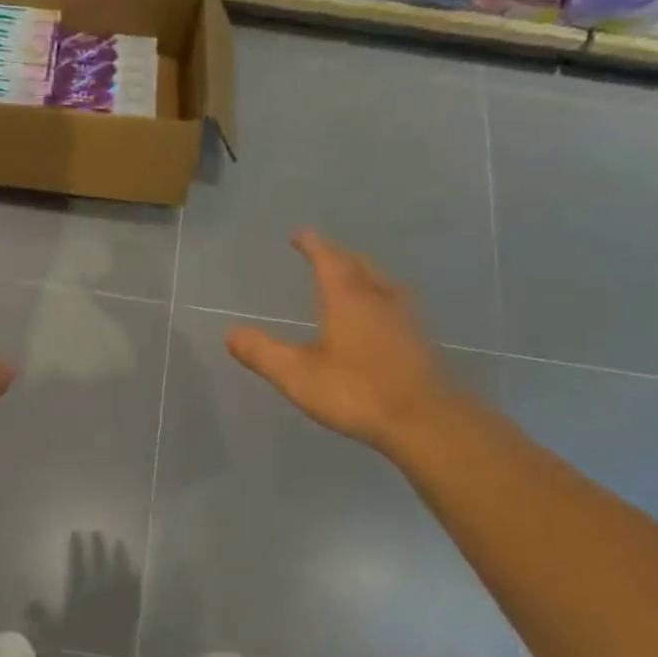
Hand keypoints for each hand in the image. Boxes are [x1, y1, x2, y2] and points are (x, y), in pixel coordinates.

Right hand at [226, 231, 462, 457]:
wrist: (426, 422)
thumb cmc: (357, 392)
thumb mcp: (298, 375)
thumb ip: (262, 352)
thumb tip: (231, 333)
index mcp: (348, 299)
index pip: (328, 260)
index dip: (312, 245)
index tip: (299, 234)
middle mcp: (380, 300)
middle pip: (359, 266)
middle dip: (339, 257)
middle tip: (323, 255)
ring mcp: (406, 320)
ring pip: (382, 285)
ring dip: (363, 277)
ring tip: (351, 282)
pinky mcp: (421, 343)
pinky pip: (396, 308)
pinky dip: (379, 302)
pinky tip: (377, 322)